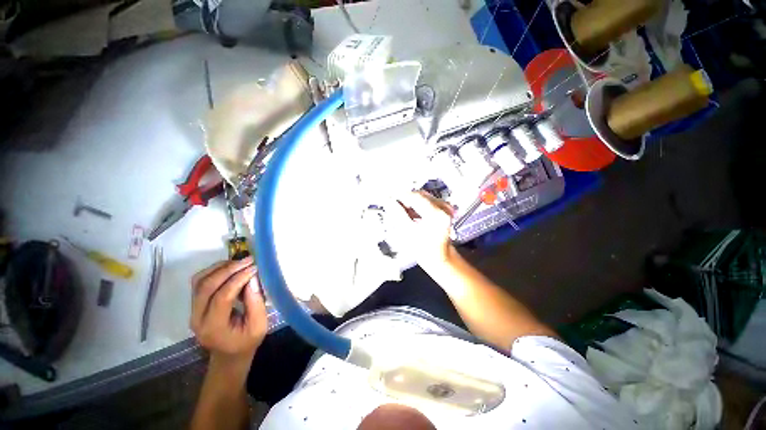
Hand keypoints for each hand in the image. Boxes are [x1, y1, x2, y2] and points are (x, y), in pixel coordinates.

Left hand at [190, 257, 266, 364]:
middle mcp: (197, 318)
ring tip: (240, 262)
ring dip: (220, 268)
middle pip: (206, 286)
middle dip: (228, 270)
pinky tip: (231, 268)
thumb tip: (253, 278)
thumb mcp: (259, 326)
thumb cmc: (246, 342)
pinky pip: (200, 282)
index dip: (238, 279)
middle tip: (248, 260)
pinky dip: (215, 271)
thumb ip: (256, 303)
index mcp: (213, 328)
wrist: (228, 355)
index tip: (255, 268)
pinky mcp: (195, 304)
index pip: (222, 297)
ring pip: (199, 281)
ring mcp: (193, 310)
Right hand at [392, 191, 455, 268]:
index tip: (390, 197)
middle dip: (405, 198)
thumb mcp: (409, 232)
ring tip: (401, 210)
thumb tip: (390, 202)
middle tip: (393, 203)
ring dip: (411, 202)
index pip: (415, 197)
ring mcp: (445, 209)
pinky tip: (411, 212)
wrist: (439, 258)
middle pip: (419, 195)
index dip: (400, 195)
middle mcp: (444, 209)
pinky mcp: (444, 210)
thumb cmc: (426, 251)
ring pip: (423, 197)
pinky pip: (428, 201)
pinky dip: (417, 204)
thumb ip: (399, 214)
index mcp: (436, 215)